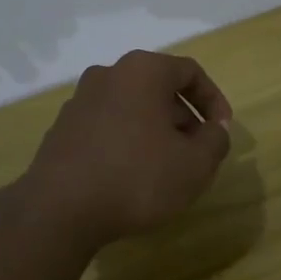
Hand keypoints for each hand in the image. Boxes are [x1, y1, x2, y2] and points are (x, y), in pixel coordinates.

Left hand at [16, 50, 233, 248]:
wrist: (59, 209)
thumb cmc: (136, 177)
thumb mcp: (194, 165)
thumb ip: (216, 140)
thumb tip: (214, 129)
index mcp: (142, 70)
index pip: (189, 72)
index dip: (213, 100)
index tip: (222, 131)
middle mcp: (108, 74)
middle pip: (158, 88)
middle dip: (183, 118)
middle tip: (196, 152)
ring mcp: (80, 100)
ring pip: (131, 107)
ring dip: (155, 130)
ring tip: (165, 168)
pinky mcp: (62, 128)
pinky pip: (107, 125)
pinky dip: (126, 141)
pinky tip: (130, 176)